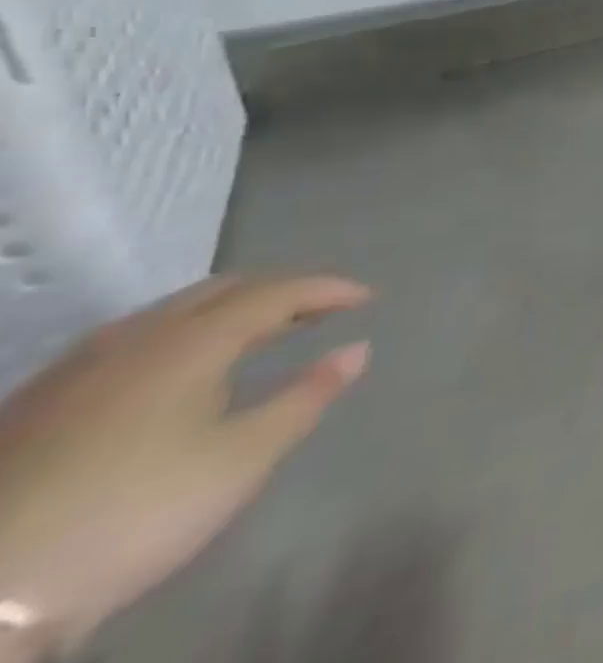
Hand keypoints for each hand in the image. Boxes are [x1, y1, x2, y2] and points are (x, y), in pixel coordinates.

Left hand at [0, 275, 370, 652]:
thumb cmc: (134, 512)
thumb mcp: (241, 460)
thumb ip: (305, 398)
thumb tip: (357, 349)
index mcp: (195, 339)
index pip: (279, 291)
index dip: (329, 290)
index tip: (367, 297)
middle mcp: (139, 336)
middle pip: (223, 290)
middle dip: (278, 291)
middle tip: (317, 308)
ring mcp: (78, 368)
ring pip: (170, 312)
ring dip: (225, 311)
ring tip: (254, 332)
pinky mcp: (36, 404)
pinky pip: (129, 341)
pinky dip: (177, 335)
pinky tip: (174, 369)